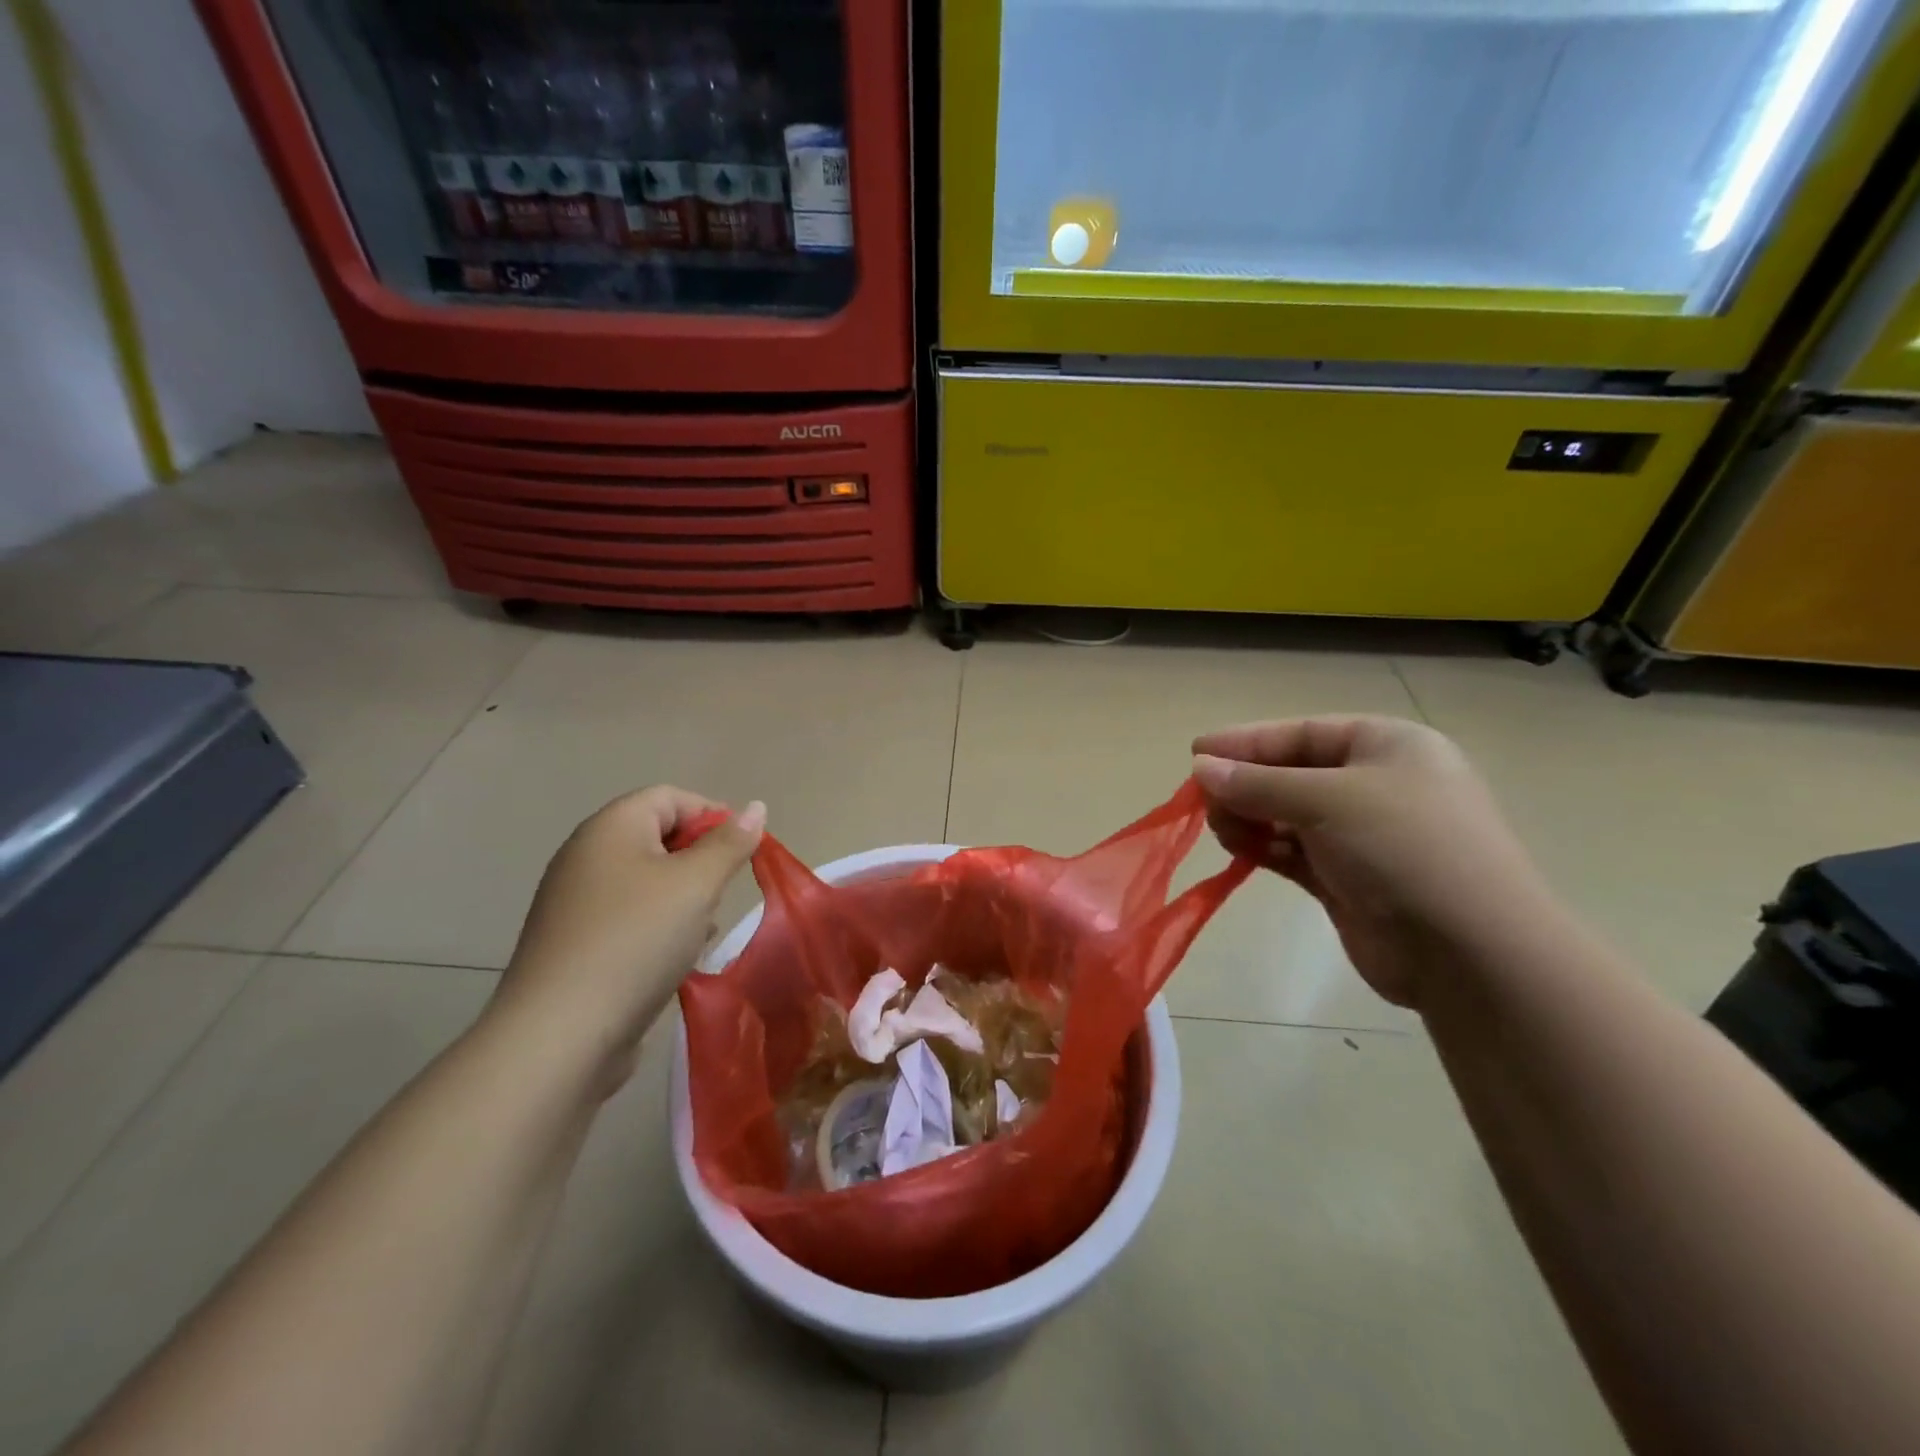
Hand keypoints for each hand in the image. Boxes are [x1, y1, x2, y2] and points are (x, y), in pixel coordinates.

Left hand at [489, 787, 764, 1094]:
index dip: (712, 814)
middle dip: (700, 859)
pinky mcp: (575, 943)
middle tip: (723, 891)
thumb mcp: (696, 884)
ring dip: (683, 896)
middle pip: (657, 836)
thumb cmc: (636, 940)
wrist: (560, 1035)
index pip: (669, 797)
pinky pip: (629, 917)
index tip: (741, 852)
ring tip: (703, 927)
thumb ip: (730, 843)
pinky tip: (677, 956)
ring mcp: (576, 902)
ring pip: (647, 880)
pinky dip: (659, 926)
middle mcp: (586, 856)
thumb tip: (755, 807)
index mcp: (610, 828)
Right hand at [1192, 717, 1552, 1008]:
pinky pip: (1293, 852)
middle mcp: (1376, 785)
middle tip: (1202, 801)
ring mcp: (1364, 836)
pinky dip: (1264, 849)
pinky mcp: (1349, 879)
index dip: (1246, 742)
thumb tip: (1200, 768)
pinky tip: (1238, 851)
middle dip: (1245, 785)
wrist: (1470, 953)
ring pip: (1288, 816)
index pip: (1302, 734)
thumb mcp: (1326, 800)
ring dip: (1250, 818)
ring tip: (1219, 829)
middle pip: (1291, 774)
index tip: (1195, 753)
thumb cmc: (1403, 848)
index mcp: (1387, 746)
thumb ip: (1257, 784)